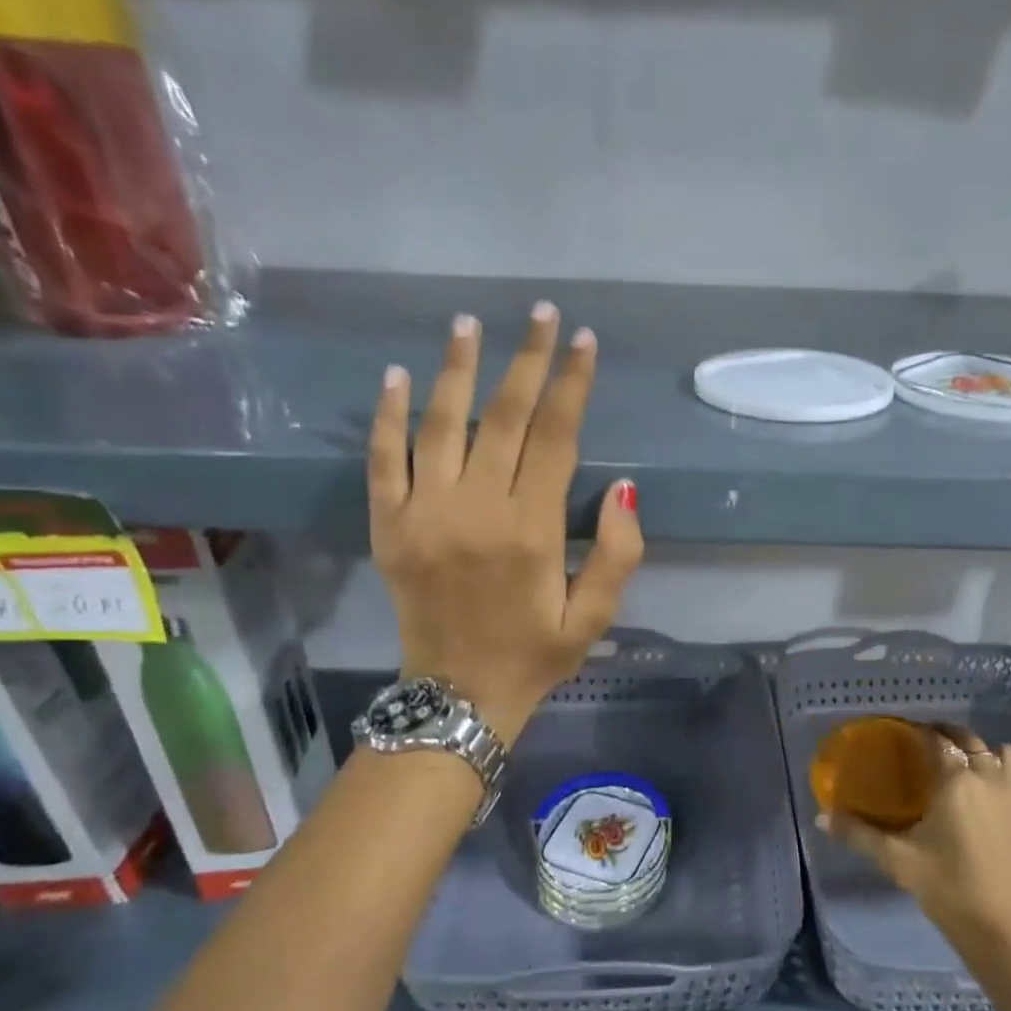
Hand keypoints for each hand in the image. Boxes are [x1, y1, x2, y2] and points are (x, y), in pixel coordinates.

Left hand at [367, 303, 643, 743]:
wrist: (458, 697)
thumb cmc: (537, 655)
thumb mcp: (596, 616)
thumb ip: (619, 552)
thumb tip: (625, 486)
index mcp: (532, 529)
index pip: (557, 437)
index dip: (573, 384)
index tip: (584, 341)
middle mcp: (477, 509)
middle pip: (506, 417)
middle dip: (528, 360)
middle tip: (541, 313)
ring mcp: (425, 514)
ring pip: (443, 424)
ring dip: (459, 369)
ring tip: (470, 324)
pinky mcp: (389, 526)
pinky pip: (385, 460)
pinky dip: (389, 416)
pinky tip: (398, 376)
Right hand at [819, 724, 1010, 1010]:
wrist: (1010, 933)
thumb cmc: (951, 891)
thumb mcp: (899, 862)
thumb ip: (859, 835)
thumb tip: (822, 818)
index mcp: (955, 780)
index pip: (935, 738)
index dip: (919, 730)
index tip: (902, 733)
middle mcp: (988, 776)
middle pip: (968, 738)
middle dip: (946, 735)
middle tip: (924, 746)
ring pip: (1002, 751)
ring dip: (982, 750)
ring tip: (962, 764)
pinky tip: (998, 786)